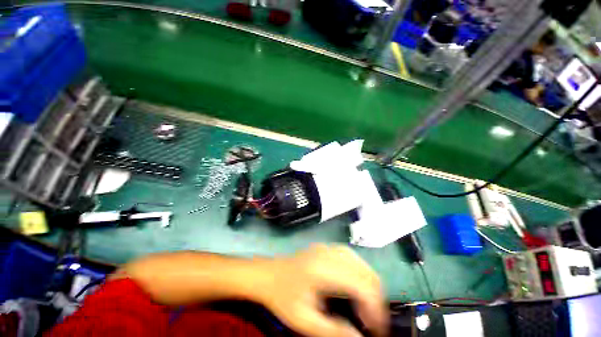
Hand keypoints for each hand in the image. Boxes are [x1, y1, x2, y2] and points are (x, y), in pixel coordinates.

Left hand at [257, 244, 387, 336]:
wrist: (268, 274)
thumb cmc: (282, 297)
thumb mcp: (303, 320)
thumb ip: (333, 331)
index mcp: (323, 269)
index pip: (361, 285)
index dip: (375, 309)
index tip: (377, 330)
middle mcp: (329, 253)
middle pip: (365, 271)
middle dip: (375, 298)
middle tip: (372, 321)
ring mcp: (328, 247)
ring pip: (361, 262)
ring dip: (369, 285)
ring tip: (366, 306)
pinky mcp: (327, 247)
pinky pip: (352, 257)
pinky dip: (360, 273)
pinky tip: (356, 286)